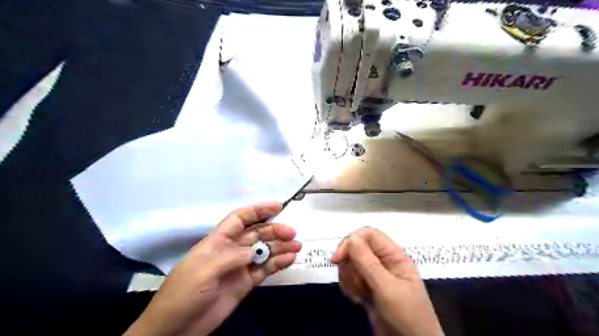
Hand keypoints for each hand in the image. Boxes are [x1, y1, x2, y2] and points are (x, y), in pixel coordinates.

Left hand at [124, 202, 301, 335]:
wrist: (175, 329)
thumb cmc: (184, 293)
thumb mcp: (204, 270)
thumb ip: (232, 257)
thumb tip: (255, 251)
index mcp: (218, 241)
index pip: (240, 218)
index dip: (258, 210)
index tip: (278, 206)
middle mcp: (232, 250)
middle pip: (257, 234)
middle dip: (274, 230)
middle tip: (292, 233)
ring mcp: (240, 267)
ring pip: (264, 251)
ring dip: (281, 247)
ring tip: (297, 246)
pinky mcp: (246, 283)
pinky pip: (265, 269)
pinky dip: (278, 263)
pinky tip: (290, 259)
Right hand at [330, 227, 441, 335]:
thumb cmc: (407, 316)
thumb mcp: (388, 289)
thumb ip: (368, 263)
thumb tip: (351, 239)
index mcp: (394, 255)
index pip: (368, 235)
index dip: (351, 242)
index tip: (337, 259)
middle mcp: (383, 261)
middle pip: (357, 248)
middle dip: (349, 264)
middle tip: (353, 283)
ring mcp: (375, 275)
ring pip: (351, 263)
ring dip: (349, 278)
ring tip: (358, 294)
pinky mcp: (367, 287)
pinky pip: (351, 278)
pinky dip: (349, 287)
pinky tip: (357, 299)